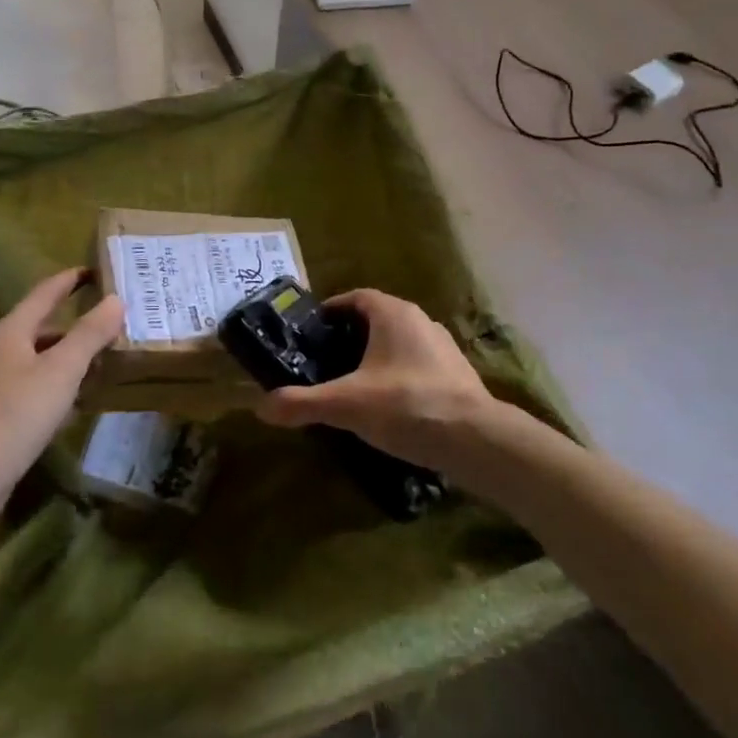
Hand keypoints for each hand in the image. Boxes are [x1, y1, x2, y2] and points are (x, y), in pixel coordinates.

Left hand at [0, 269, 123, 481]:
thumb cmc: (18, 410)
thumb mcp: (62, 368)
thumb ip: (90, 334)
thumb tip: (116, 299)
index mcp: (12, 331)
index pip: (45, 293)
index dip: (69, 280)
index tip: (93, 270)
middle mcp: (0, 351)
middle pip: (40, 327)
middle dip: (73, 323)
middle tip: (108, 320)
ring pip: (39, 359)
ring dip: (67, 356)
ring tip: (101, 358)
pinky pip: (35, 388)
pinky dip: (58, 385)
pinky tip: (77, 399)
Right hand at [255, 288, 501, 476]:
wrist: (476, 440)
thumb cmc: (406, 405)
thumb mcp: (345, 405)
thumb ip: (302, 403)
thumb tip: (261, 406)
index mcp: (392, 314)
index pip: (356, 297)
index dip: (332, 311)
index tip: (312, 332)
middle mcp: (420, 320)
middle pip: (377, 319)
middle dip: (351, 336)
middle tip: (327, 361)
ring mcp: (443, 347)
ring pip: (400, 343)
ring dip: (377, 357)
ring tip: (355, 385)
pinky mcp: (458, 375)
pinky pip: (419, 365)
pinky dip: (400, 376)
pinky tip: (390, 406)